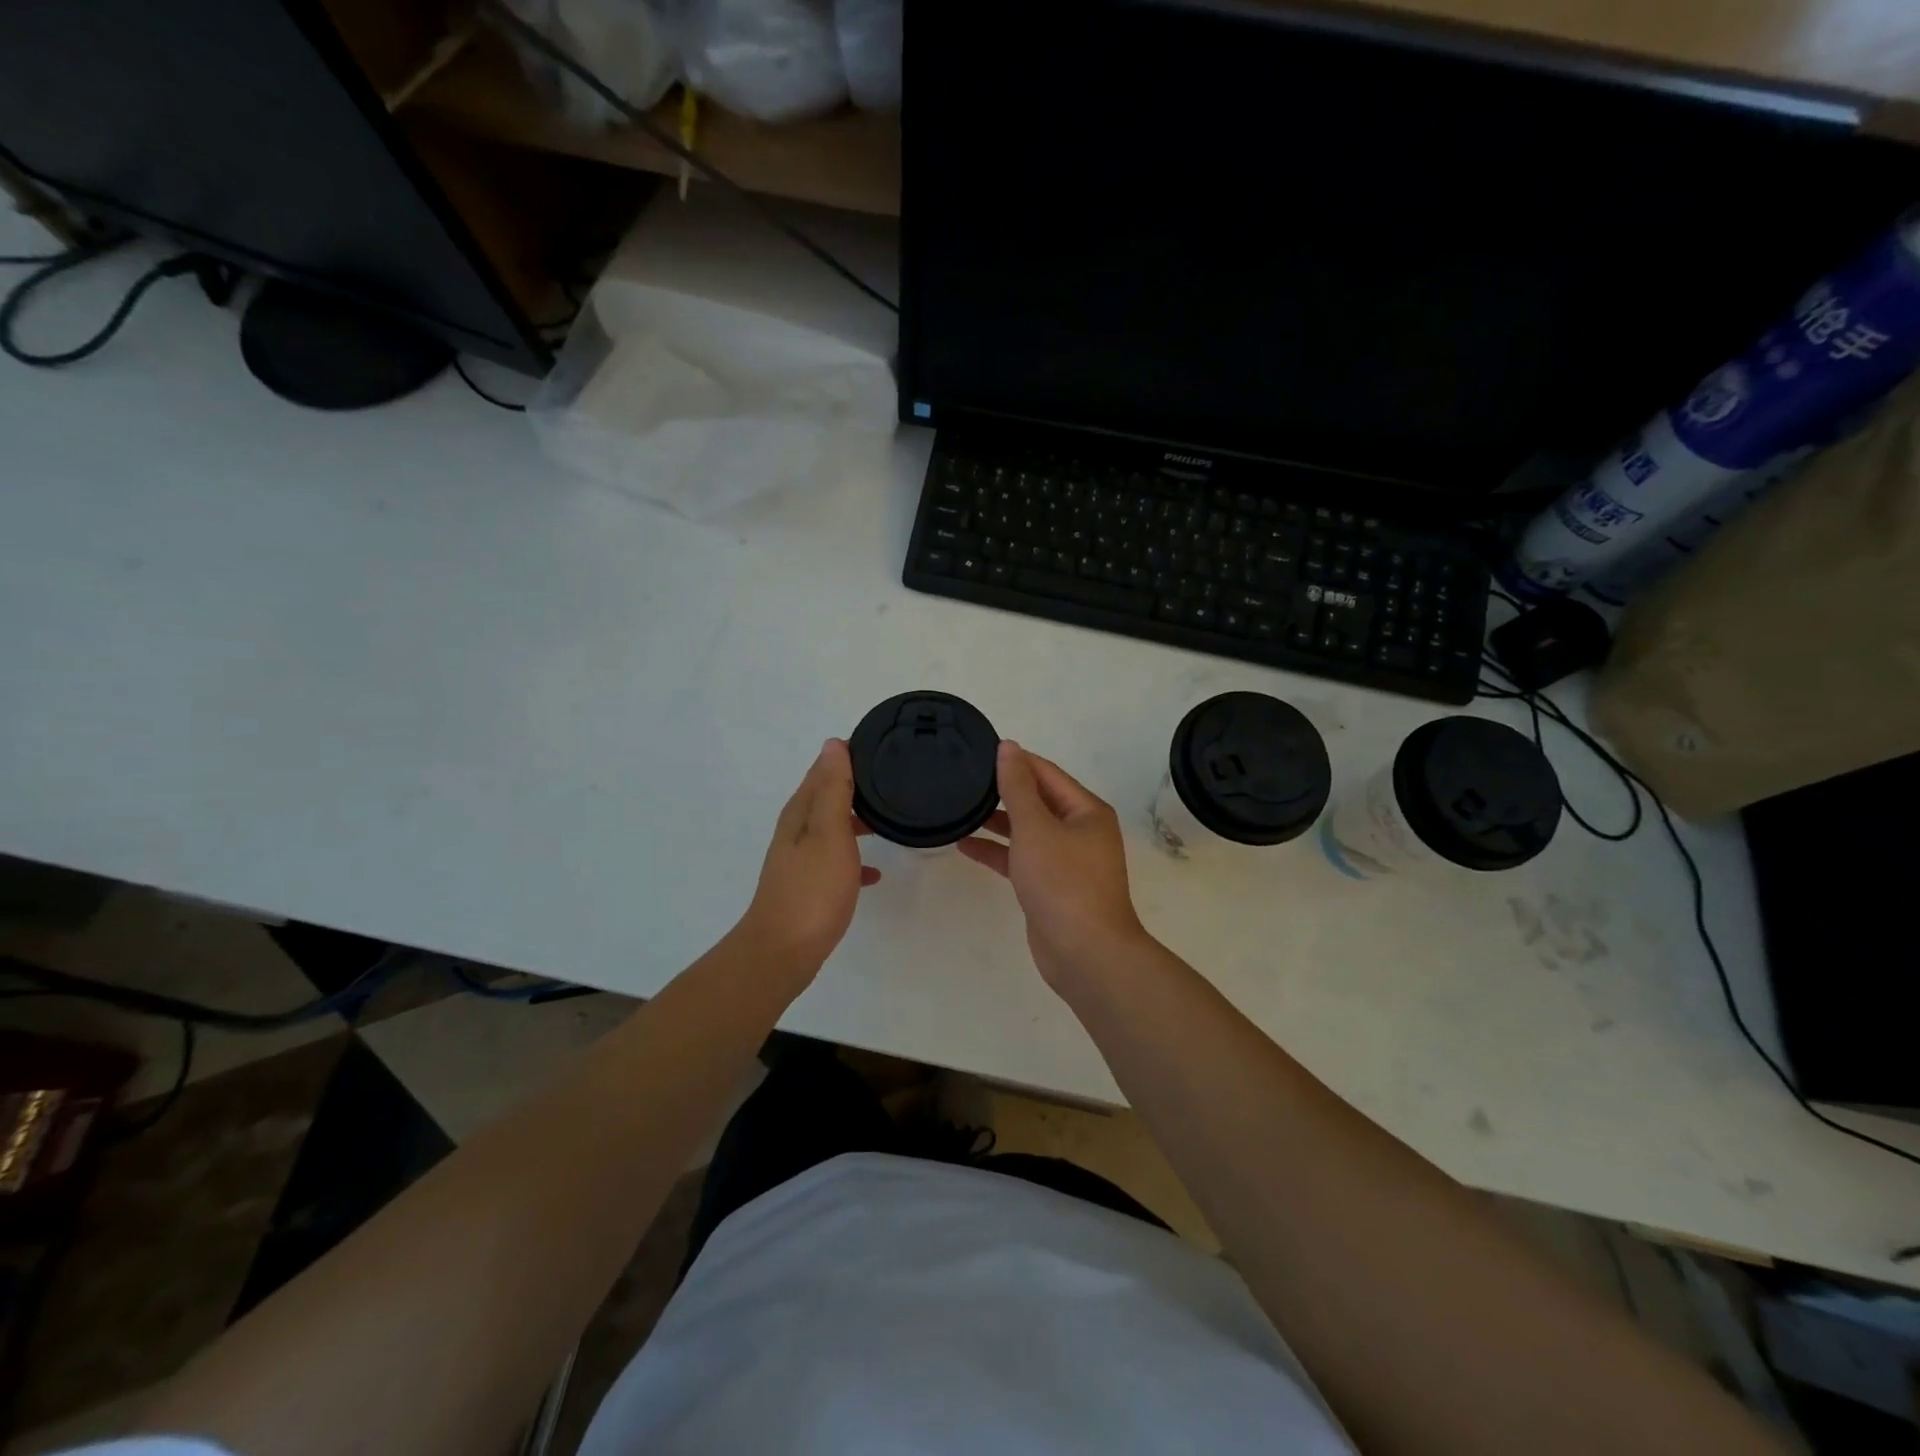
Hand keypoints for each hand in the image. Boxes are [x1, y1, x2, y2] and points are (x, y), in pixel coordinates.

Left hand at [736, 739, 879, 984]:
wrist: (783, 952)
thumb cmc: (812, 891)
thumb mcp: (829, 834)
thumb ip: (834, 790)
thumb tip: (833, 744)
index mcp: (801, 813)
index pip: (823, 769)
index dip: (848, 755)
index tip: (881, 744)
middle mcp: (797, 831)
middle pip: (827, 796)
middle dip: (855, 786)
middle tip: (893, 779)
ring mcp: (801, 860)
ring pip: (833, 827)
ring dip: (856, 819)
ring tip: (890, 817)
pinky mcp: (809, 886)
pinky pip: (836, 861)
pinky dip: (855, 859)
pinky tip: (875, 873)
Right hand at [958, 741, 1150, 989]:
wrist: (1084, 952)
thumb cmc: (1063, 881)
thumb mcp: (1035, 827)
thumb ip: (1017, 787)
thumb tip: (1008, 747)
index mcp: (1086, 811)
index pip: (1046, 773)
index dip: (1016, 761)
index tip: (979, 752)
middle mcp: (1080, 831)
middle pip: (1038, 801)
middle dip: (1004, 791)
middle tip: (964, 779)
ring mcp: (1066, 861)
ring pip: (1027, 831)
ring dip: (997, 822)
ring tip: (960, 808)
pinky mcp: (1051, 887)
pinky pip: (1021, 858)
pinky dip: (997, 851)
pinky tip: (965, 845)